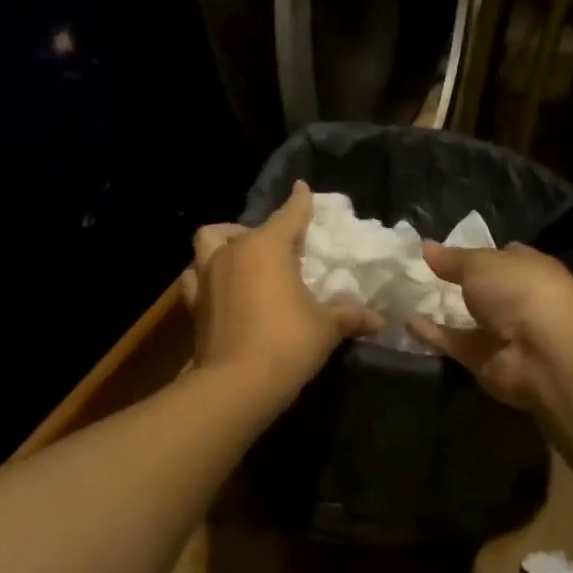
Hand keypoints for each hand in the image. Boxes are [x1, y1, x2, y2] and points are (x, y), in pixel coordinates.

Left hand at [179, 181, 380, 406]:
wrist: (236, 384)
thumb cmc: (287, 343)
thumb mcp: (327, 328)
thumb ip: (350, 316)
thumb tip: (379, 320)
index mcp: (267, 247)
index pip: (289, 214)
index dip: (300, 202)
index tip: (303, 189)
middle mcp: (233, 252)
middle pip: (247, 228)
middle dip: (263, 231)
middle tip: (280, 248)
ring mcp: (208, 275)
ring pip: (208, 241)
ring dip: (223, 242)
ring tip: (240, 256)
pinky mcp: (194, 303)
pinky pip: (194, 276)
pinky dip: (204, 275)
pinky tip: (218, 286)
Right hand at [407, 241, 572, 411]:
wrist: (540, 353)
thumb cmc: (520, 291)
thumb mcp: (481, 263)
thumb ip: (452, 258)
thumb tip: (425, 246)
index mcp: (530, 269)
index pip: (504, 256)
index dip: (476, 251)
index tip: (444, 250)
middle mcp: (520, 300)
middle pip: (484, 289)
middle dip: (455, 282)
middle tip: (416, 273)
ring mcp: (503, 333)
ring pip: (467, 318)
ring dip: (441, 310)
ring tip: (404, 296)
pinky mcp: (485, 360)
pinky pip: (455, 343)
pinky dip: (433, 334)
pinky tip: (406, 321)